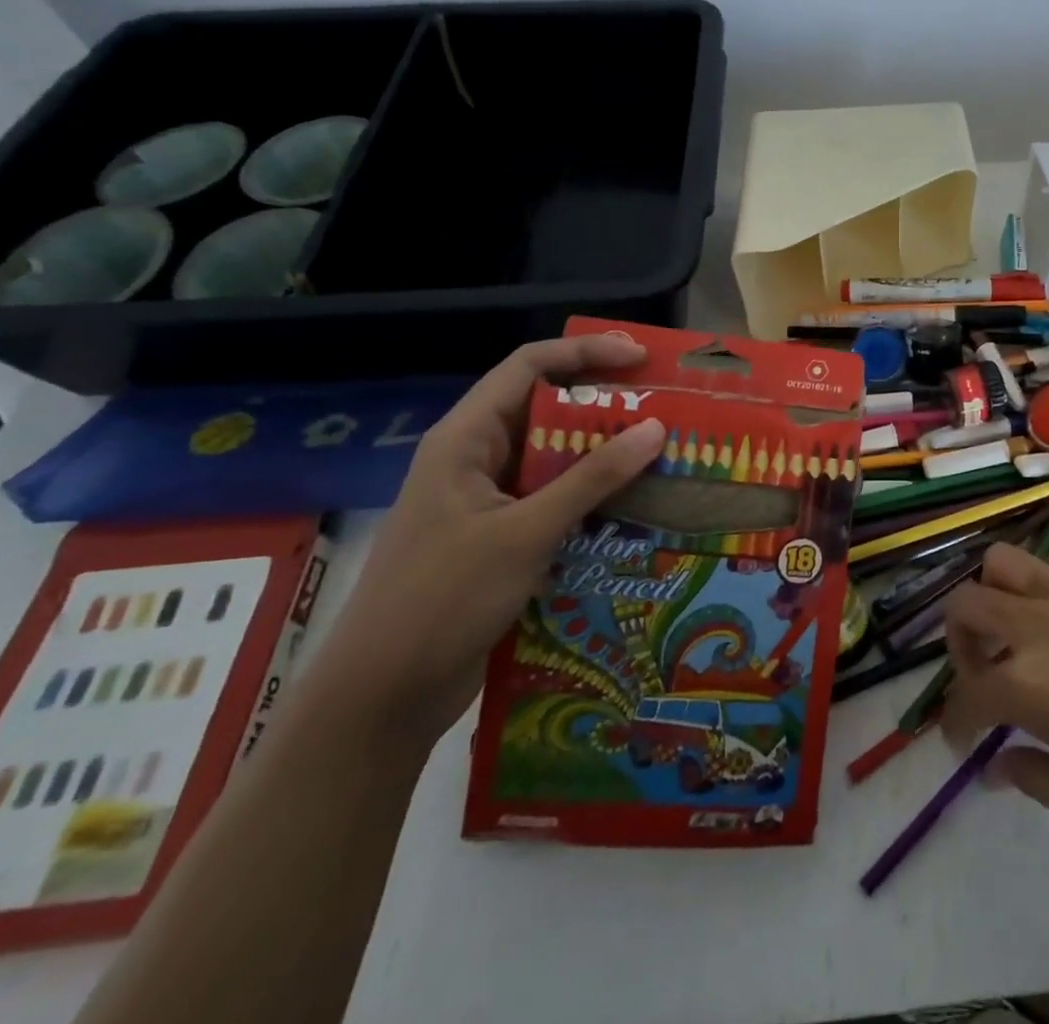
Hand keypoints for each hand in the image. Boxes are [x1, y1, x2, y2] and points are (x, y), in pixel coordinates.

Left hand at [308, 335, 665, 744]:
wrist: (383, 697)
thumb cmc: (443, 599)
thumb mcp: (525, 532)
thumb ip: (592, 478)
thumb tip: (656, 427)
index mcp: (466, 438)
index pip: (530, 366)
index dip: (586, 351)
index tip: (641, 358)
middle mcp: (477, 458)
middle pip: (547, 408)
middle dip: (606, 403)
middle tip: (665, 405)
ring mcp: (489, 500)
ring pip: (556, 457)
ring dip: (605, 452)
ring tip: (662, 452)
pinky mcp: (502, 537)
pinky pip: (556, 498)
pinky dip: (594, 495)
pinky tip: (636, 505)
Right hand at [940, 542, 1048, 872]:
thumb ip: (1027, 774)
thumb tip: (995, 765)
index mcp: (1027, 684)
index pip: (967, 694)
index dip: (956, 723)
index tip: (965, 745)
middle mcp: (1041, 627)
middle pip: (968, 604)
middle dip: (958, 641)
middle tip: (980, 676)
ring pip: (1006, 562)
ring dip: (995, 594)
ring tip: (1012, 631)